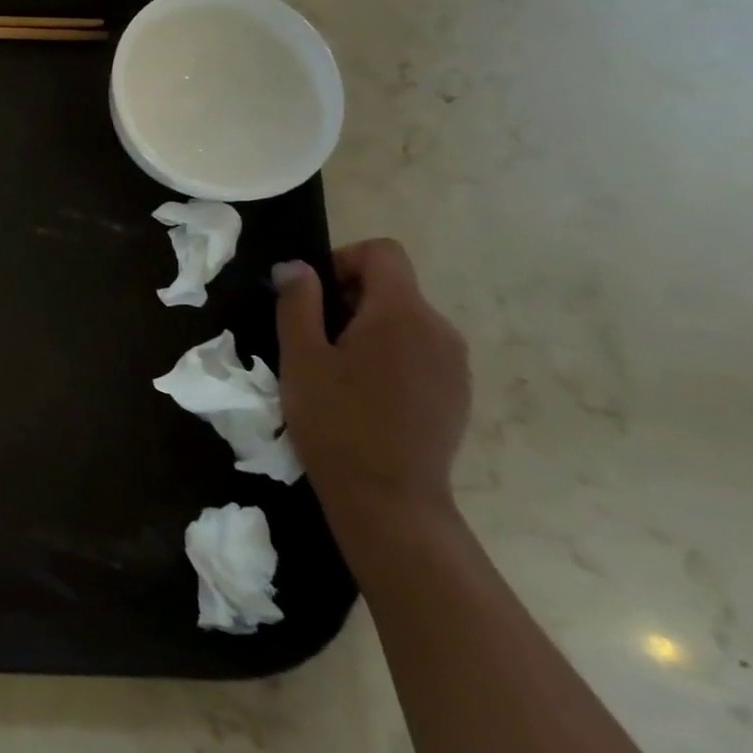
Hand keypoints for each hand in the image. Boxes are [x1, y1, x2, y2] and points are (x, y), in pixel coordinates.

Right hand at [272, 239, 470, 535]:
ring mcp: (454, 363)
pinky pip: (419, 351)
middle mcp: (439, 329)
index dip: (342, 261)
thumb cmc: (335, 421)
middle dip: (349, 299)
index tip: (314, 298)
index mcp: (402, 313)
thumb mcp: (300, 356)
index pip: (382, 252)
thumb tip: (295, 267)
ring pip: (405, 320)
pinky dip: (389, 356)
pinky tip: (365, 396)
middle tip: (314, 340)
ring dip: (368, 329)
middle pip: (393, 286)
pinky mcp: (456, 392)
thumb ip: (298, 302)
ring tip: (336, 371)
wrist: (389, 499)